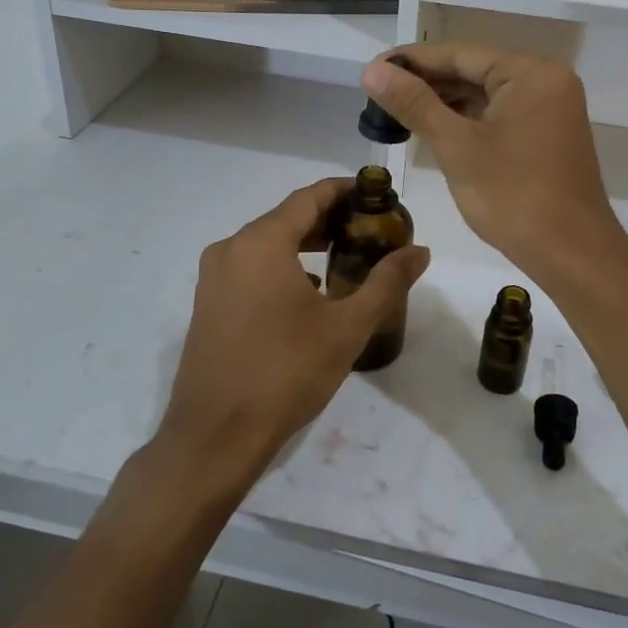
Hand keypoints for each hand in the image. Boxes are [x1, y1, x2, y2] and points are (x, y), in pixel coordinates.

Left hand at [159, 178, 430, 479]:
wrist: (215, 436)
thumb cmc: (286, 373)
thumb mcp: (347, 327)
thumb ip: (386, 282)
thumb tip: (420, 250)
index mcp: (261, 242)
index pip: (309, 197)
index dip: (344, 190)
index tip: (377, 195)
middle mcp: (231, 248)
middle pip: (287, 217)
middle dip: (329, 218)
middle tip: (370, 230)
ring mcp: (213, 277)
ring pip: (267, 243)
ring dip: (305, 243)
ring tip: (345, 257)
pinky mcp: (207, 303)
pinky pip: (250, 267)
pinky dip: (282, 266)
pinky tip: (309, 291)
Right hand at [359, 45, 626, 286]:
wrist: (572, 254)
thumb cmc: (514, 197)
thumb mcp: (457, 147)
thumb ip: (414, 104)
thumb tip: (372, 70)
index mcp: (531, 73)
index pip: (460, 54)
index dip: (413, 61)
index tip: (373, 68)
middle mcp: (546, 80)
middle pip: (474, 71)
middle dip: (426, 82)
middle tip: (377, 92)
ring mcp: (550, 108)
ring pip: (485, 94)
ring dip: (444, 102)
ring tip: (395, 109)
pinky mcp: (546, 133)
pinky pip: (499, 114)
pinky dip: (467, 119)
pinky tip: (432, 126)